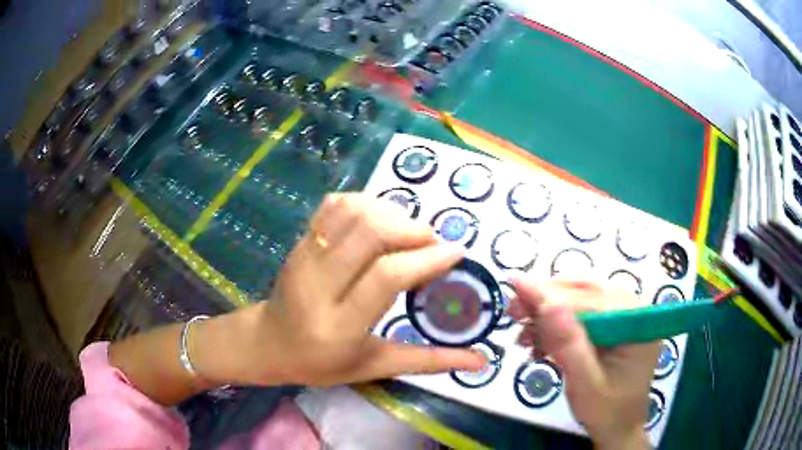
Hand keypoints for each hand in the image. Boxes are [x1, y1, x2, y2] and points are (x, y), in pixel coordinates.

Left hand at [194, 193, 485, 387]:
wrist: (268, 343)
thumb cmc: (321, 363)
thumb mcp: (374, 366)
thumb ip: (428, 361)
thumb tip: (480, 362)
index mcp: (338, 326)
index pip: (385, 277)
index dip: (425, 258)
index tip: (455, 251)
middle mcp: (317, 284)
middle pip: (368, 233)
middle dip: (411, 229)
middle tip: (432, 242)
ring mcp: (303, 256)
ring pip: (351, 212)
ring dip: (390, 212)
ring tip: (408, 232)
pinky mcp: (299, 241)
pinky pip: (333, 206)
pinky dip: (364, 203)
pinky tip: (379, 220)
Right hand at [509, 279, 658, 449]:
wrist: (618, 426)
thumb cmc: (607, 411)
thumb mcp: (586, 384)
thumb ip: (569, 345)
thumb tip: (548, 304)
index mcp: (637, 320)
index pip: (590, 298)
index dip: (551, 293)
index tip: (515, 286)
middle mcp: (633, 308)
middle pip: (585, 290)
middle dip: (547, 300)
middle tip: (514, 310)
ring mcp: (623, 314)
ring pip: (580, 298)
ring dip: (548, 313)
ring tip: (523, 333)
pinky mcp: (611, 324)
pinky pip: (580, 313)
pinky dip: (556, 324)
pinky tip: (539, 341)